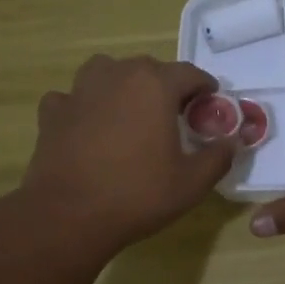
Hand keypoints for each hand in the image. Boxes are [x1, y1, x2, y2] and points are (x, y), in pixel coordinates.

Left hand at [17, 55, 236, 257]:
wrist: (69, 215)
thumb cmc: (138, 194)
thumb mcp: (192, 183)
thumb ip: (218, 156)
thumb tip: (231, 142)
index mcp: (155, 86)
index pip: (189, 73)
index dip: (204, 86)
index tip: (211, 101)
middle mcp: (117, 76)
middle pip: (148, 68)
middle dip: (165, 85)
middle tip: (174, 113)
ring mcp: (80, 91)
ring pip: (107, 72)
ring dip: (122, 84)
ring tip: (130, 110)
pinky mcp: (53, 112)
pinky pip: (73, 97)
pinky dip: (84, 106)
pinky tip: (88, 126)